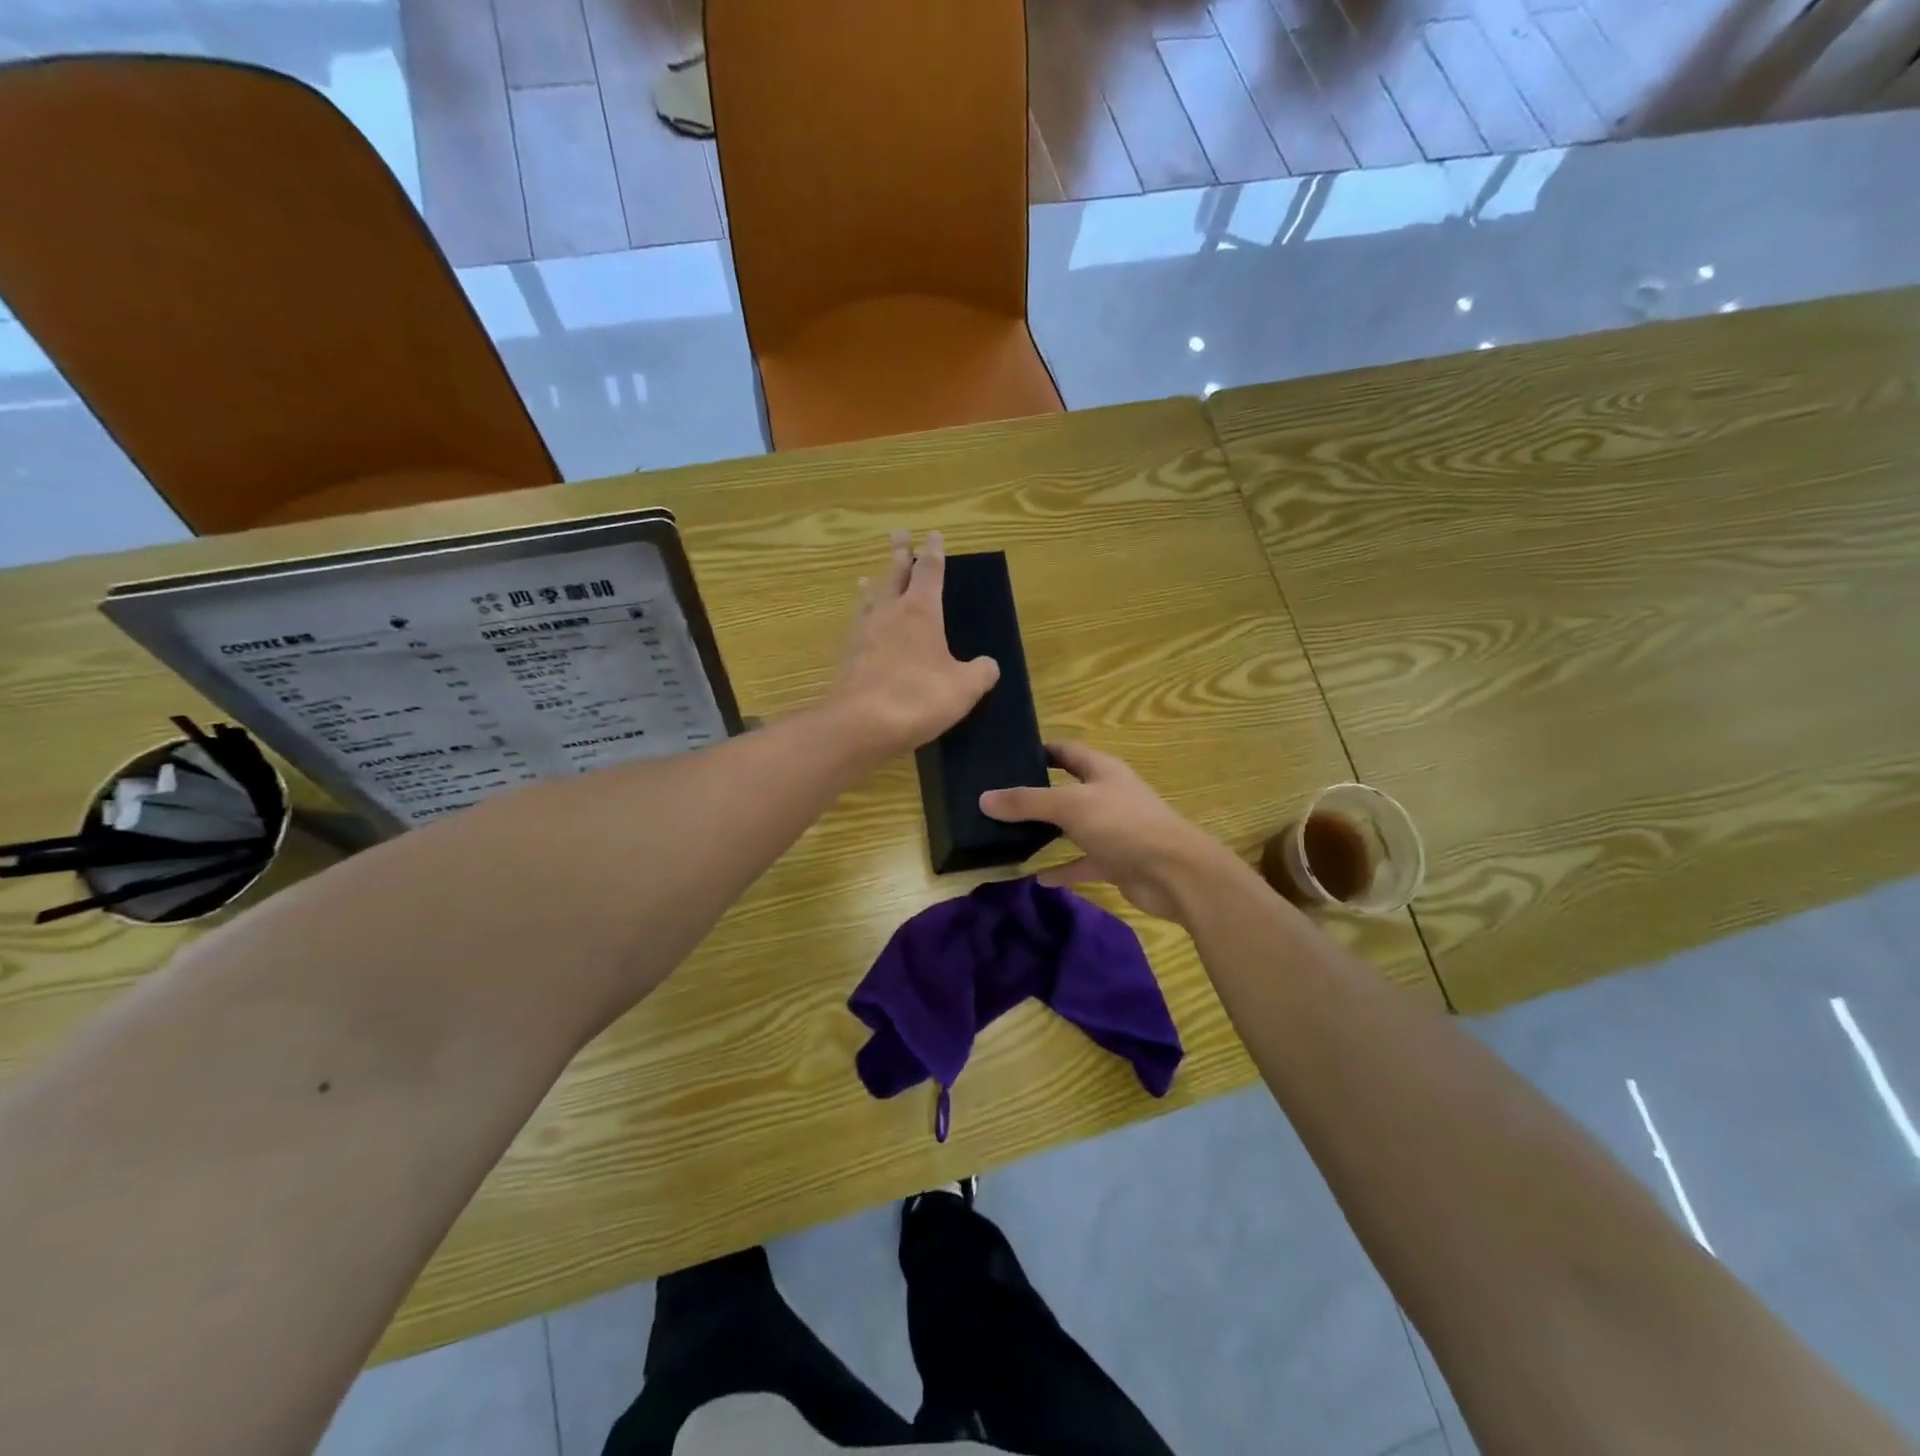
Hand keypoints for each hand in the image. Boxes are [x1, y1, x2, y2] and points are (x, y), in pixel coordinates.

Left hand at [828, 530, 999, 761]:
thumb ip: (980, 673)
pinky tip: (859, 629)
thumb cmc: (920, 697)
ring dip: (872, 586)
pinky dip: (860, 621)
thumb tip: (989, 665)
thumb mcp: (964, 688)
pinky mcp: (848, 658)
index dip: (934, 553)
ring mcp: (864, 634)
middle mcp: (890, 614)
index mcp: (921, 612)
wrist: (862, 724)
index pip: (930, 572)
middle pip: (894, 575)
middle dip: (899, 555)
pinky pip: (856, 629)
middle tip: (898, 535)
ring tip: (867, 578)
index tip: (933, 535)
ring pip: (869, 600)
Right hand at [979, 742, 1230, 921]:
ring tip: (1009, 835)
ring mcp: (1113, 830)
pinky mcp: (1116, 861)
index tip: (1008, 755)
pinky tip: (1038, 878)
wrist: (1175, 874)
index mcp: (1102, 770)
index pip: (1067, 751)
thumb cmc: (1123, 825)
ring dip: (1048, 832)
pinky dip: (1063, 869)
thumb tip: (984, 798)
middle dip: (1037, 793)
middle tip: (999, 797)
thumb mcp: (1069, 806)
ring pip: (1073, 827)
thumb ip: (1027, 802)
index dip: (1041, 749)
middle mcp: (1108, 795)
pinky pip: (1082, 862)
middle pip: (1068, 788)